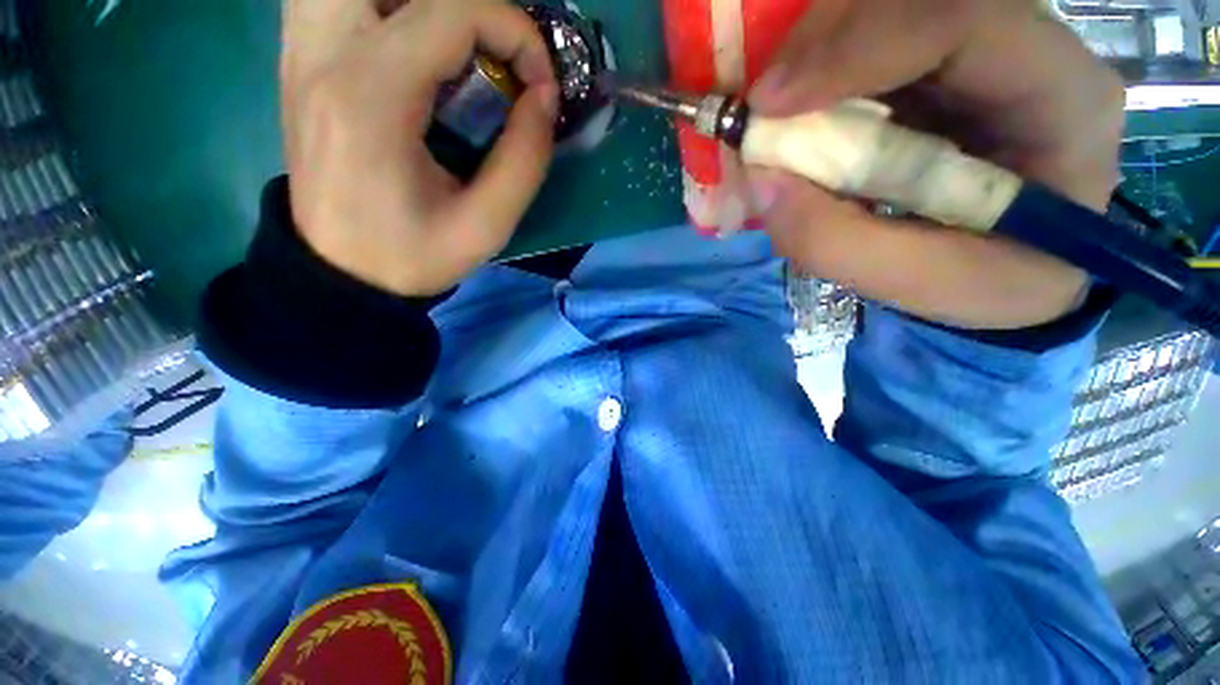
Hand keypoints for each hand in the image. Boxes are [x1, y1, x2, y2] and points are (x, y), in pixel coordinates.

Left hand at [281, 0, 557, 296]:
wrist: (342, 273)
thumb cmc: (414, 256)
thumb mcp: (487, 226)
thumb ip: (525, 159)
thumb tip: (545, 96)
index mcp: (371, 98)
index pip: (452, 10)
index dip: (515, 32)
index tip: (540, 84)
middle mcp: (324, 54)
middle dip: (470, 8)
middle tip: (495, 56)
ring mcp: (301, 51)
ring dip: (420, 3)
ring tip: (454, 49)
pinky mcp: (298, 60)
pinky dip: (380, 6)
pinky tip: (407, 42)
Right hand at [748, 0, 1123, 329]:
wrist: (1010, 274)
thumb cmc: (990, 284)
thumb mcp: (921, 284)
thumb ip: (836, 243)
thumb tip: (761, 182)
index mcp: (1061, 98)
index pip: (964, 21)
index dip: (860, 44)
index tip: (771, 102)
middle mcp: (1026, 49)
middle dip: (823, 41)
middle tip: (757, 106)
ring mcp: (977, 50)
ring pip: (885, 10)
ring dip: (811, 55)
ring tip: (766, 115)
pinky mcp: (933, 67)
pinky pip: (865, 43)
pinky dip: (813, 74)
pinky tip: (788, 113)